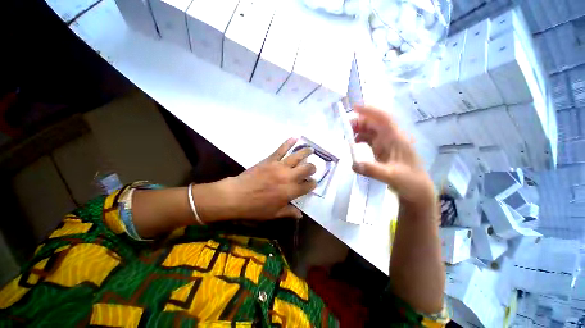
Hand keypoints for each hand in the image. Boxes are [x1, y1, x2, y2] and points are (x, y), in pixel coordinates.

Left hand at [223, 138, 316, 219]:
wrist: (236, 195)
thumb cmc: (255, 208)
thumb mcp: (274, 214)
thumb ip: (289, 213)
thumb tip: (300, 215)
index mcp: (290, 191)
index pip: (308, 186)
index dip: (312, 184)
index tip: (312, 183)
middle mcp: (288, 177)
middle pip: (306, 168)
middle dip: (312, 168)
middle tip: (312, 168)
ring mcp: (279, 166)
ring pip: (297, 156)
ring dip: (306, 152)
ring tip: (311, 150)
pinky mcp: (270, 160)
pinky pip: (281, 149)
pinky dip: (288, 143)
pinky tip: (295, 138)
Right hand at [351, 105, 435, 211]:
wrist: (417, 190)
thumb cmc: (409, 181)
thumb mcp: (391, 177)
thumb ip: (372, 170)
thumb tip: (353, 164)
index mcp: (397, 138)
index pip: (383, 118)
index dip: (370, 111)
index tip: (354, 108)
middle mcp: (392, 137)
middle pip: (374, 123)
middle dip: (359, 121)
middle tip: (345, 128)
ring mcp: (387, 143)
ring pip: (371, 130)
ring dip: (359, 130)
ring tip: (347, 136)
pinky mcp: (383, 150)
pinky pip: (370, 139)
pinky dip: (361, 138)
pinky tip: (355, 143)